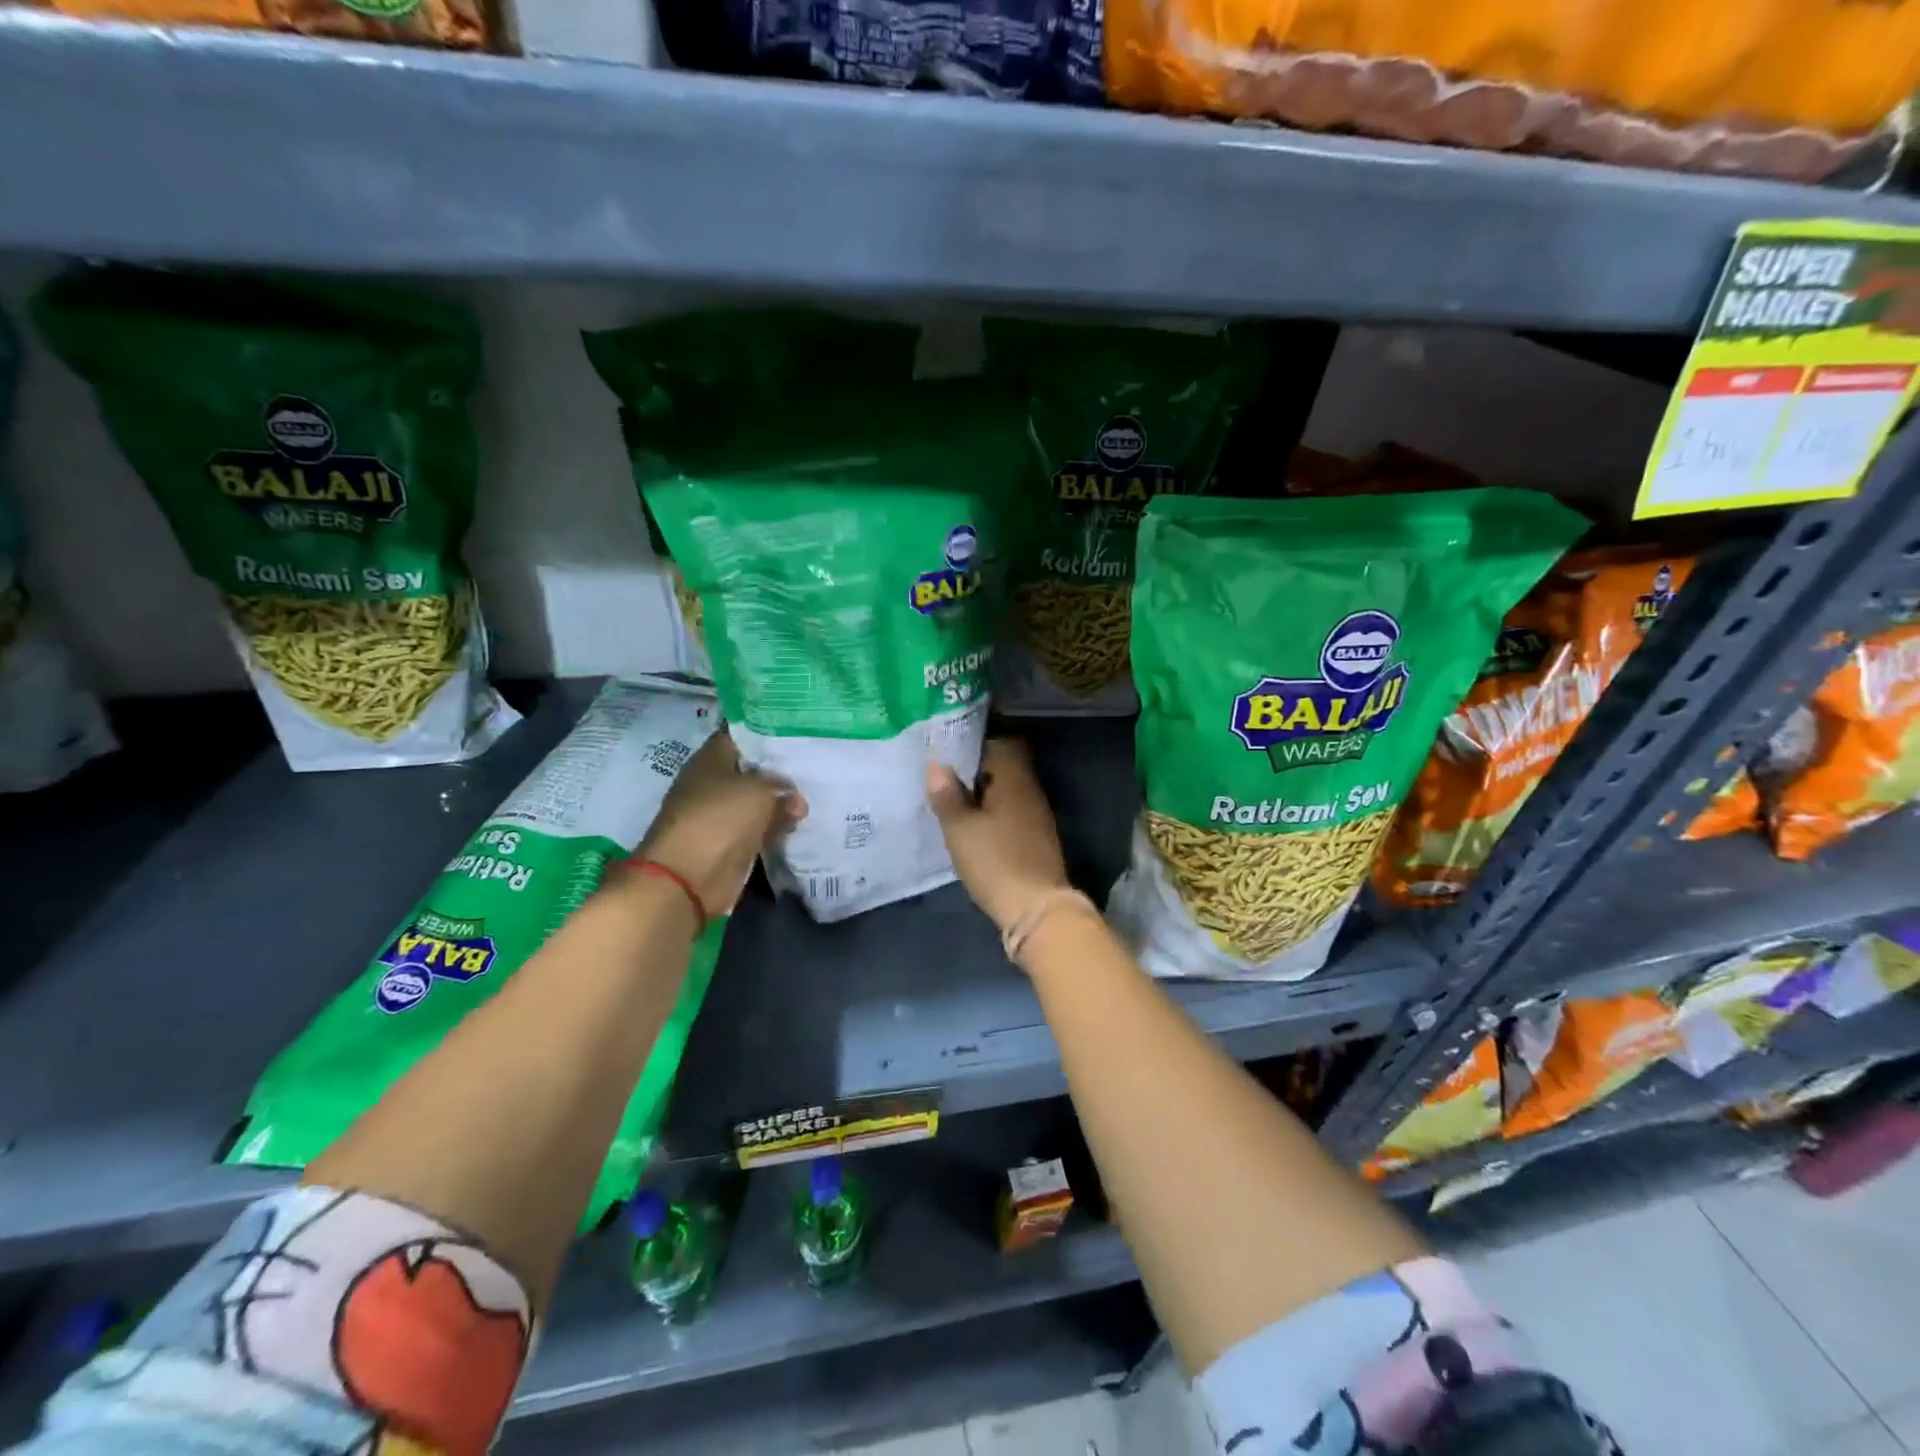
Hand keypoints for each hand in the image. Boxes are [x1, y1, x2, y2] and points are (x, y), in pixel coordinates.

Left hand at [640, 732, 803, 915]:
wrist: (688, 879)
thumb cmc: (720, 820)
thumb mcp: (760, 793)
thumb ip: (783, 790)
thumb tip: (796, 801)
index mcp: (710, 759)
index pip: (740, 736)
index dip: (768, 734)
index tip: (798, 735)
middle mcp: (711, 783)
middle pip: (750, 770)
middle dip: (779, 771)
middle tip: (814, 767)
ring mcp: (718, 816)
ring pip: (756, 802)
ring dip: (780, 803)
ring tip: (814, 795)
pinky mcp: (728, 844)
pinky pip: (757, 829)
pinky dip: (775, 828)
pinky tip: (801, 823)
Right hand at [926, 738, 1069, 935]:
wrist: (1036, 910)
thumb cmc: (996, 862)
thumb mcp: (961, 828)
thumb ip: (947, 795)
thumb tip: (937, 764)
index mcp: (1014, 778)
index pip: (998, 742)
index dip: (972, 742)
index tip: (945, 746)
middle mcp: (1030, 790)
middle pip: (1002, 766)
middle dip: (974, 768)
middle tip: (941, 773)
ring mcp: (1036, 815)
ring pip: (1005, 790)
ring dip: (981, 792)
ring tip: (949, 798)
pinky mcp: (1034, 839)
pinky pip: (1009, 811)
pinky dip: (991, 813)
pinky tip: (970, 823)